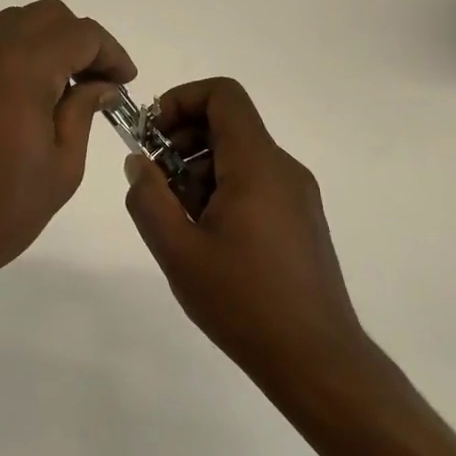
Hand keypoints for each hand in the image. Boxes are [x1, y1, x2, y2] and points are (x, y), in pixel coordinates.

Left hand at [0, 0, 134, 291]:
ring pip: (15, 23)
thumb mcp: (62, 166)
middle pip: (47, 15)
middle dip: (80, 41)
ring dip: (47, 43)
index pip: (80, 33)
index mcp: (22, 67)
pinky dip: (16, 54)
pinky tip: (25, 96)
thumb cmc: (0, 208)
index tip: (125, 83)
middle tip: (97, 83)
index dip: (111, 53)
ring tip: (63, 88)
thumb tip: (101, 85)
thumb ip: (84, 111)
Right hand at [123, 78, 365, 382]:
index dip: (181, 100)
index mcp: (257, 165)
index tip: (152, 137)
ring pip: (239, 156)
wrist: (317, 361)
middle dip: (182, 143)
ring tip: (180, 222)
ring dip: (199, 172)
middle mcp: (283, 168)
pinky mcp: (302, 219)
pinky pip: (256, 183)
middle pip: (227, 125)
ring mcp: (297, 194)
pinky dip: (223, 192)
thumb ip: (148, 198)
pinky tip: (209, 241)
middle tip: (157, 187)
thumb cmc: (243, 302)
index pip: (223, 95)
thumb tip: (138, 162)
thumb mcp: (177, 251)